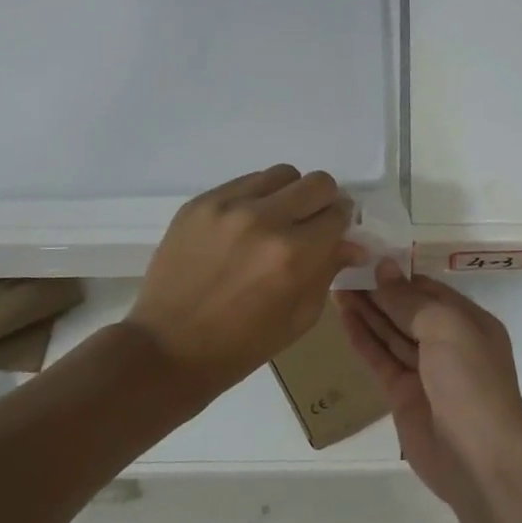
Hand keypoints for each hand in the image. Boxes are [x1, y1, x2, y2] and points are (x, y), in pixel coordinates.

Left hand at [128, 165, 366, 394]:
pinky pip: (244, 182)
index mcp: (293, 255)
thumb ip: (328, 271)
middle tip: (310, 226)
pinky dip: (255, 198)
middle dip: (322, 203)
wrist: (168, 348)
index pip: (338, 214)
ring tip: (275, 223)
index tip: (334, 234)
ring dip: (289, 195)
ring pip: (281, 174)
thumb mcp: (299, 317)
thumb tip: (353, 244)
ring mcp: (227, 206)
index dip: (341, 224)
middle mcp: (263, 220)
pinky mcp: (199, 203)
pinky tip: (244, 227)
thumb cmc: (242, 345)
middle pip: (317, 183)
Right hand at [337, 262, 521, 507]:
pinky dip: (363, 339)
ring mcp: (425, 372)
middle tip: (342, 270)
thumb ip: (411, 300)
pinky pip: (380, 360)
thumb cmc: (471, 381)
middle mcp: (449, 344)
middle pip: (408, 311)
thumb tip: (383, 269)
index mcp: (470, 323)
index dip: (400, 276)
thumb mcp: (446, 328)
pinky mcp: (402, 396)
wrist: (479, 458)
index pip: (430, 291)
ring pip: (391, 334)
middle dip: (379, 292)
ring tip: (336, 287)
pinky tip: (344, 318)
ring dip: (367, 312)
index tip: (367, 259)